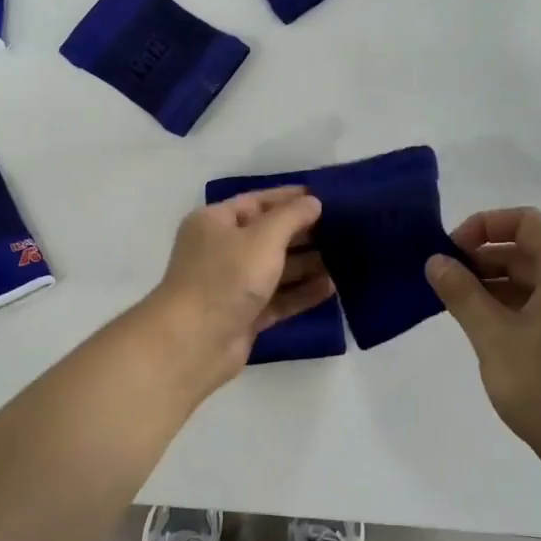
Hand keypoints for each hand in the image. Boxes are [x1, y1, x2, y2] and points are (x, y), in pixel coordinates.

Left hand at [147, 188, 332, 387]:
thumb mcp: (262, 238)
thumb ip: (291, 217)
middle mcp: (221, 251)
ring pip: (276, 270)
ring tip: (346, 259)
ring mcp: (232, 285)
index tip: (325, 197)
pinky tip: (332, 288)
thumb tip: (313, 202)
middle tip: (344, 230)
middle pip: (268, 236)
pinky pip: (278, 299)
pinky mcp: (244, 315)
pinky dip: (302, 293)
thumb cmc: (225, 277)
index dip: (290, 199)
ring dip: (308, 265)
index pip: (257, 202)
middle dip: (304, 233)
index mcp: (214, 222)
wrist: (193, 342)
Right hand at [426, 207, 540, 475]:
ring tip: (453, 303)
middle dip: (482, 256)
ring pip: (529, 280)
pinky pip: (536, 305)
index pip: (526, 222)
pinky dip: (505, 305)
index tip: (451, 250)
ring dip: (490, 283)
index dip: (485, 225)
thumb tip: (435, 261)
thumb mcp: (493, 336)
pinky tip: (479, 326)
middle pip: (527, 249)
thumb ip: (462, 294)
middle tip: (442, 278)